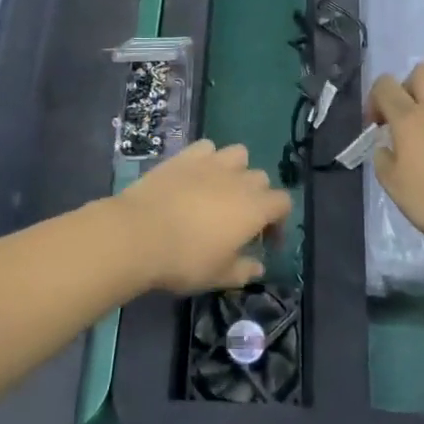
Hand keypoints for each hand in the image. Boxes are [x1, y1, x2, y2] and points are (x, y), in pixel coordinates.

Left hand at [109, 140, 290, 293]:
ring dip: (236, 170)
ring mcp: (212, 162)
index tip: (265, 242)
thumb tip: (258, 267)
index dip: (279, 222)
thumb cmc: (185, 259)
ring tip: (221, 190)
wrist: (139, 233)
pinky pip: (207, 148)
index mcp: (255, 208)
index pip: (283, 203)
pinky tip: (196, 175)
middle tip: (240, 221)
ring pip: (238, 154)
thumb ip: (244, 270)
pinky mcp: (186, 155)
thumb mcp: (219, 276)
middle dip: (257, 197)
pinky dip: (208, 158)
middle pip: (261, 179)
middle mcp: (239, 179)